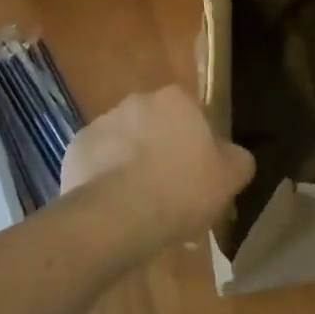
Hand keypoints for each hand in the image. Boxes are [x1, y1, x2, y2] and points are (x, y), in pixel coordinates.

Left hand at [61, 84, 254, 257]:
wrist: (118, 215)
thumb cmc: (181, 190)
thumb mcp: (228, 179)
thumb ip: (237, 160)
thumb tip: (235, 155)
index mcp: (176, 99)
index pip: (191, 114)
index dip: (195, 145)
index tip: (197, 175)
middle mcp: (137, 100)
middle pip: (155, 126)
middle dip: (161, 152)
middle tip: (169, 194)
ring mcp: (103, 122)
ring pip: (125, 143)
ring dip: (132, 165)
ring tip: (140, 208)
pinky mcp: (77, 148)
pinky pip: (97, 163)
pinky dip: (104, 180)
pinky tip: (114, 209)